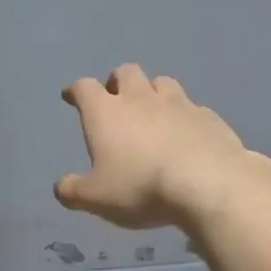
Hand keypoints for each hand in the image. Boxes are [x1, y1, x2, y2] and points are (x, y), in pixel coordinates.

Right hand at [55, 65, 258, 229]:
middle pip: (126, 72)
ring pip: (162, 82)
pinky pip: (193, 108)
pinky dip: (185, 116)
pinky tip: (186, 133)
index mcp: (106, 112)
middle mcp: (140, 98)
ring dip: (153, 92)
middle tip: (115, 99)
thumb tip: (60, 187)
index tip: (71, 96)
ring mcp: (179, 104)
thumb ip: (72, 191)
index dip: (75, 91)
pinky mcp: (209, 117)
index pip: (84, 88)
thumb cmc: (140, 187)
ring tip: (153, 111)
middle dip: (117, 82)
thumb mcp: (95, 198)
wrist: (208, 184)